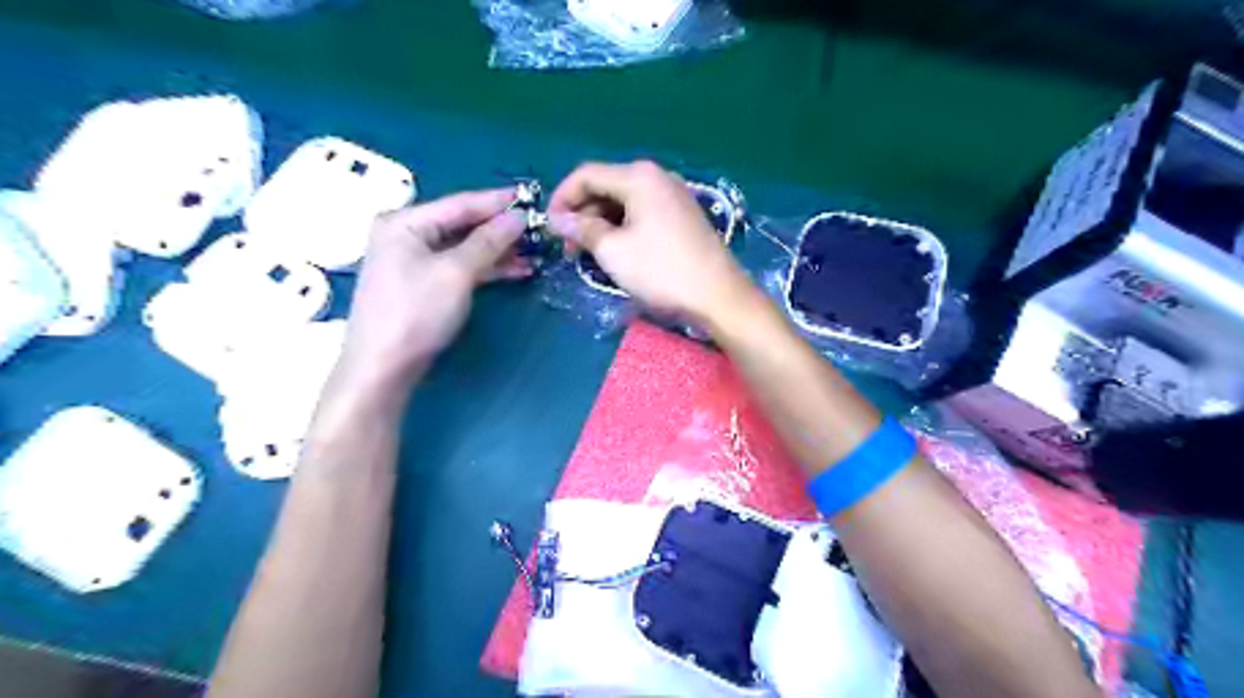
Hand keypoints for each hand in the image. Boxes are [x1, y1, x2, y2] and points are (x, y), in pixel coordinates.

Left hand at [339, 192, 530, 395]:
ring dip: (498, 252)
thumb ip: (488, 241)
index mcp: (406, 223)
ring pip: (465, 248)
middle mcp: (407, 236)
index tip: (531, 197)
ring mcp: (414, 262)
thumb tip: (518, 217)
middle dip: (500, 229)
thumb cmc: (417, 312)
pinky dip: (486, 269)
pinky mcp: (424, 285)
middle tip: (537, 229)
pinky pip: (460, 267)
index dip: (497, 202)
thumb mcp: (456, 272)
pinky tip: (515, 270)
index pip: (460, 204)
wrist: (385, 367)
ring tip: (534, 253)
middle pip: (462, 225)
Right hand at [546, 159, 757, 320]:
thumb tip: (557, 219)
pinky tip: (615, 252)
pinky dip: (622, 229)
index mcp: (639, 177)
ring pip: (624, 203)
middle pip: (606, 187)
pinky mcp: (682, 217)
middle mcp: (657, 177)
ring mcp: (673, 196)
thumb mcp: (613, 251)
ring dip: (600, 224)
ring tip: (587, 254)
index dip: (561, 198)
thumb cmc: (661, 271)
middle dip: (581, 214)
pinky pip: (642, 214)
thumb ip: (582, 229)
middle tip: (567, 247)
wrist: (718, 296)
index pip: (586, 175)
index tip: (548, 228)